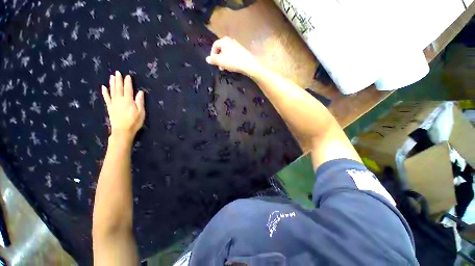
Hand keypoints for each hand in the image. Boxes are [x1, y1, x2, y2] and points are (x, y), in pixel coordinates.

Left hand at [101, 71, 144, 140]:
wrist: (122, 131)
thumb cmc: (134, 122)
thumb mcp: (141, 112)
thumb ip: (140, 102)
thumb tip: (140, 92)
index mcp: (128, 101)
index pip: (128, 89)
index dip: (128, 82)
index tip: (127, 76)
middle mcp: (120, 100)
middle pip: (119, 88)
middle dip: (118, 80)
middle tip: (117, 72)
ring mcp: (113, 103)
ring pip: (112, 91)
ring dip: (112, 83)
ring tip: (111, 76)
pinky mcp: (110, 107)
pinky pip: (106, 98)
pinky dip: (105, 92)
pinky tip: (104, 87)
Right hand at [206, 37, 261, 75]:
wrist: (248, 64)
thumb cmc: (233, 61)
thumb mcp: (221, 61)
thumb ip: (213, 59)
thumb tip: (207, 59)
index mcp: (224, 41)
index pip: (214, 46)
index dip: (212, 54)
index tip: (213, 62)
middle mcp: (230, 41)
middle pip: (221, 49)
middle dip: (219, 59)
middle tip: (220, 67)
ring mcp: (236, 45)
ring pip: (227, 53)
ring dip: (224, 61)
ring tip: (226, 68)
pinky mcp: (241, 51)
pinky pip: (232, 55)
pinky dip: (230, 60)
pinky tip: (232, 66)